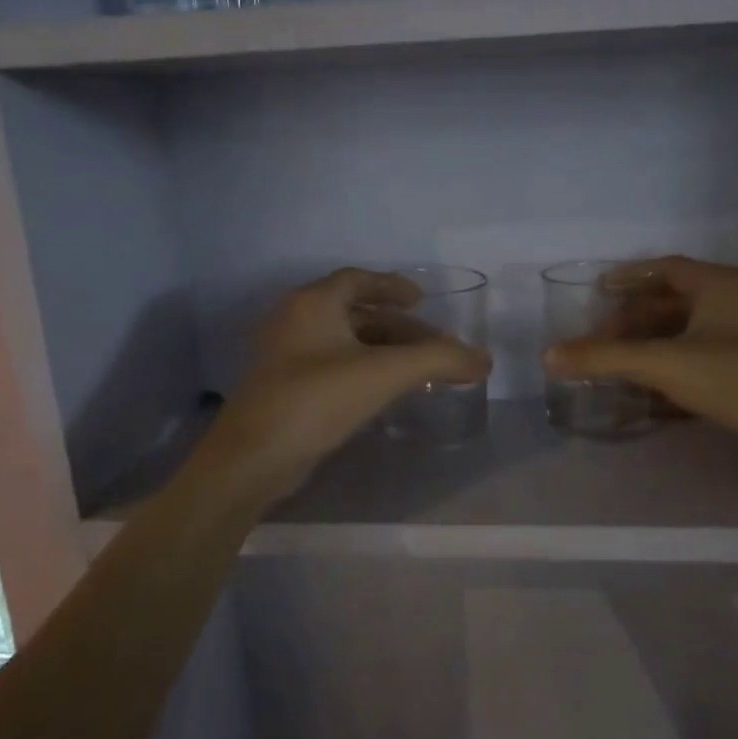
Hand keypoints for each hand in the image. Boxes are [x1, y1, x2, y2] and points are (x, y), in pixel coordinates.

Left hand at [191, 268, 491, 499]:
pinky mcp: (286, 389)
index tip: (422, 299)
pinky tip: (386, 391)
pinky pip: (334, 366)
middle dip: (397, 326)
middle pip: (355, 312)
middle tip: (433, 345)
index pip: (358, 279)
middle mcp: (297, 321)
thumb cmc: (317, 399)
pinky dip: (364, 369)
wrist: (253, 458)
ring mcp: (287, 357)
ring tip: (418, 369)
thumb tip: (484, 360)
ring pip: (345, 342)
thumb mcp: (385, 373)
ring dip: (383, 350)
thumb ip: (439, 360)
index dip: (392, 285)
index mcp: (314, 303)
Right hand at [542, 256, 737, 469]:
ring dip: (646, 348)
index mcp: (716, 286)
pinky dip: (666, 372)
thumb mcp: (663, 364)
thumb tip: (548, 355)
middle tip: (599, 339)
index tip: (599, 289)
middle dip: (632, 321)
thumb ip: (604, 359)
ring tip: (613, 365)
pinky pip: (693, 363)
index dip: (629, 276)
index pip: (665, 268)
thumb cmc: (736, 377)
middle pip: (669, 304)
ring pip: (681, 336)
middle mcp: (730, 305)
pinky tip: (643, 393)